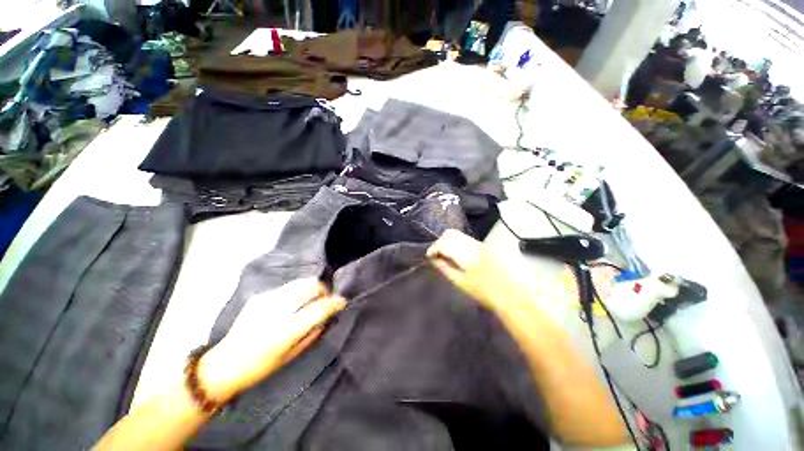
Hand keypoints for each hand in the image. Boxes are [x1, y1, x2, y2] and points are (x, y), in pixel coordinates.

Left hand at [199, 278, 345, 402]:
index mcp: (286, 330)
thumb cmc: (261, 367)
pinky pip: (287, 288)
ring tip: (310, 300)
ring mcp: (267, 299)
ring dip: (311, 289)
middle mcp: (278, 309)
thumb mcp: (293, 355)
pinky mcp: (260, 296)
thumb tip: (327, 314)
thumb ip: (313, 331)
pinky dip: (296, 293)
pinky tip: (290, 305)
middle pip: (311, 286)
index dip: (335, 302)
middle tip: (325, 300)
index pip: (320, 307)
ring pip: (301, 282)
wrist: (225, 364)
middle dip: (324, 290)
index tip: (342, 302)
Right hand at [427, 229, 530, 311]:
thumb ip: (445, 268)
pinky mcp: (485, 245)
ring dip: (448, 242)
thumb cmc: (484, 292)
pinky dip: (458, 243)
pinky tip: (458, 255)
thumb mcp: (460, 282)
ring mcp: (480, 243)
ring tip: (447, 256)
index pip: (443, 243)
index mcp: (466, 254)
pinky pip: (466, 239)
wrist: (511, 295)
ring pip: (458, 234)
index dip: (433, 248)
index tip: (429, 256)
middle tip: (437, 255)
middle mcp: (473, 244)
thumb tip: (433, 259)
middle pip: (450, 233)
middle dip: (440, 242)